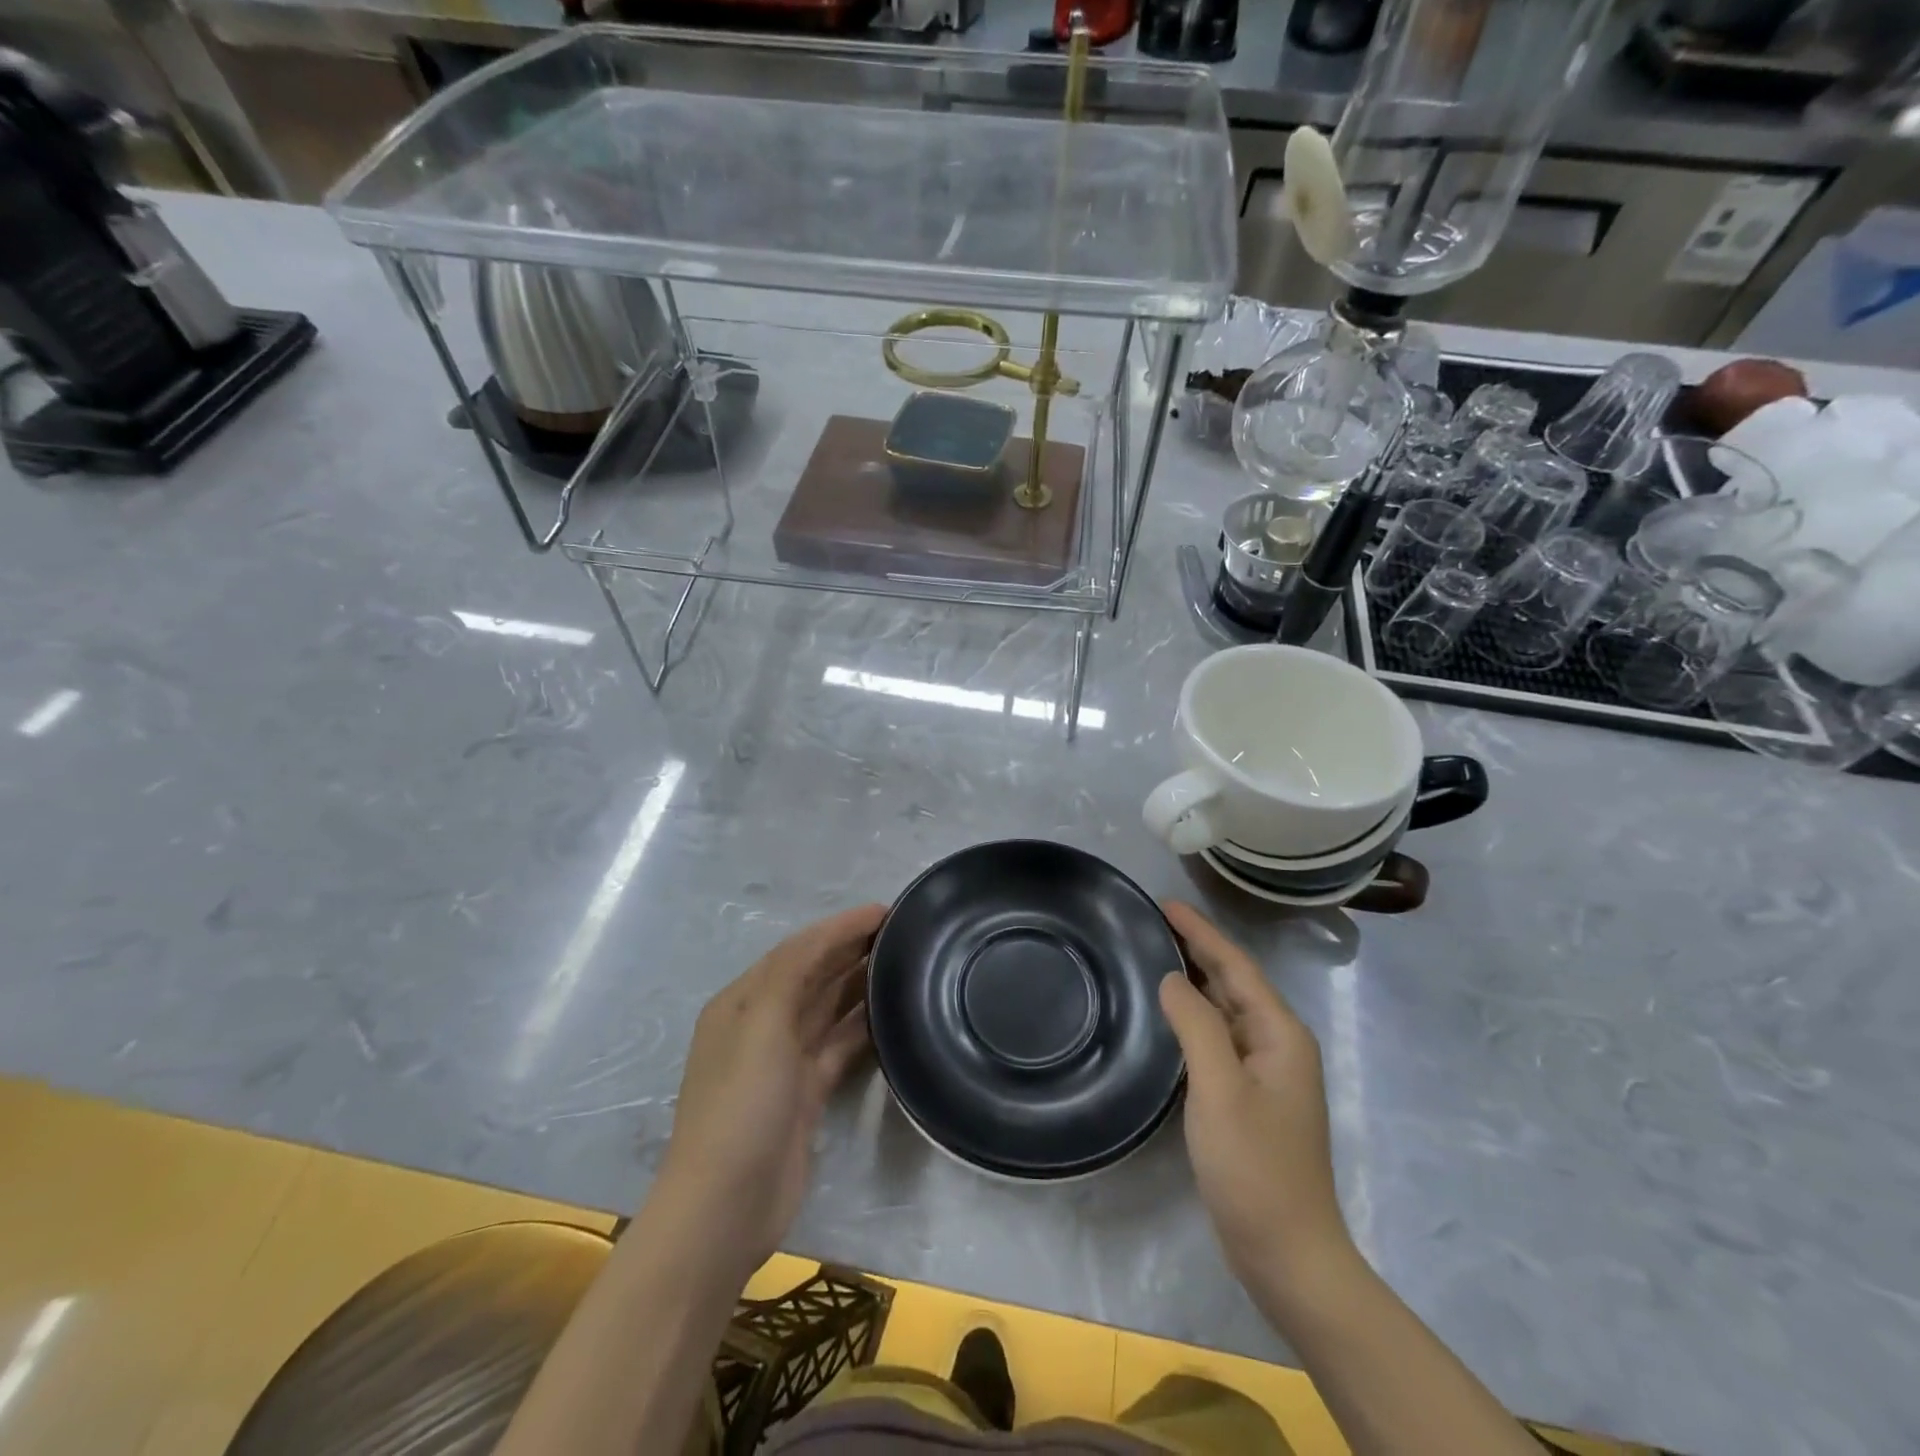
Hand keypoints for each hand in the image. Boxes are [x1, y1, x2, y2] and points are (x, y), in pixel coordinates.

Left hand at [657, 904, 886, 1275]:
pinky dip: (861, 1028)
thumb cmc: (740, 1106)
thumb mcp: (760, 1026)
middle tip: (901, 932)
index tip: (884, 911)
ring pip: (827, 1010)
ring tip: (903, 964)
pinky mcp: (805, 1094)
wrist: (726, 1207)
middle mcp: (761, 1025)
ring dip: (859, 985)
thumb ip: (793, 973)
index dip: (839, 927)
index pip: (798, 950)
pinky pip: (838, 1047)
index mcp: (742, 1002)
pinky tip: (891, 1016)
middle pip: (812, 976)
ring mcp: (783, 1062)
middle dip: (850, 950)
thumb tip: (830, 936)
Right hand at [1158, 901, 1352, 1292]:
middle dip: (1199, 947)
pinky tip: (1171, 1012)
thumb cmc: (1255, 1167)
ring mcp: (1266, 1072)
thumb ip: (1197, 1025)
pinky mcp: (1250, 1096)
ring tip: (1157, 952)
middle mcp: (1279, 1044)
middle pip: (1235, 981)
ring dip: (1197, 978)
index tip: (1165, 904)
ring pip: (1227, 1008)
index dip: (1201, 931)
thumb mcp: (1220, 1089)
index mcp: (1280, 1034)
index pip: (1236, 965)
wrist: (1288, 1253)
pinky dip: (1196, 1014)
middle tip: (1153, 921)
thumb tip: (1173, 978)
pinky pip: (1220, 1036)